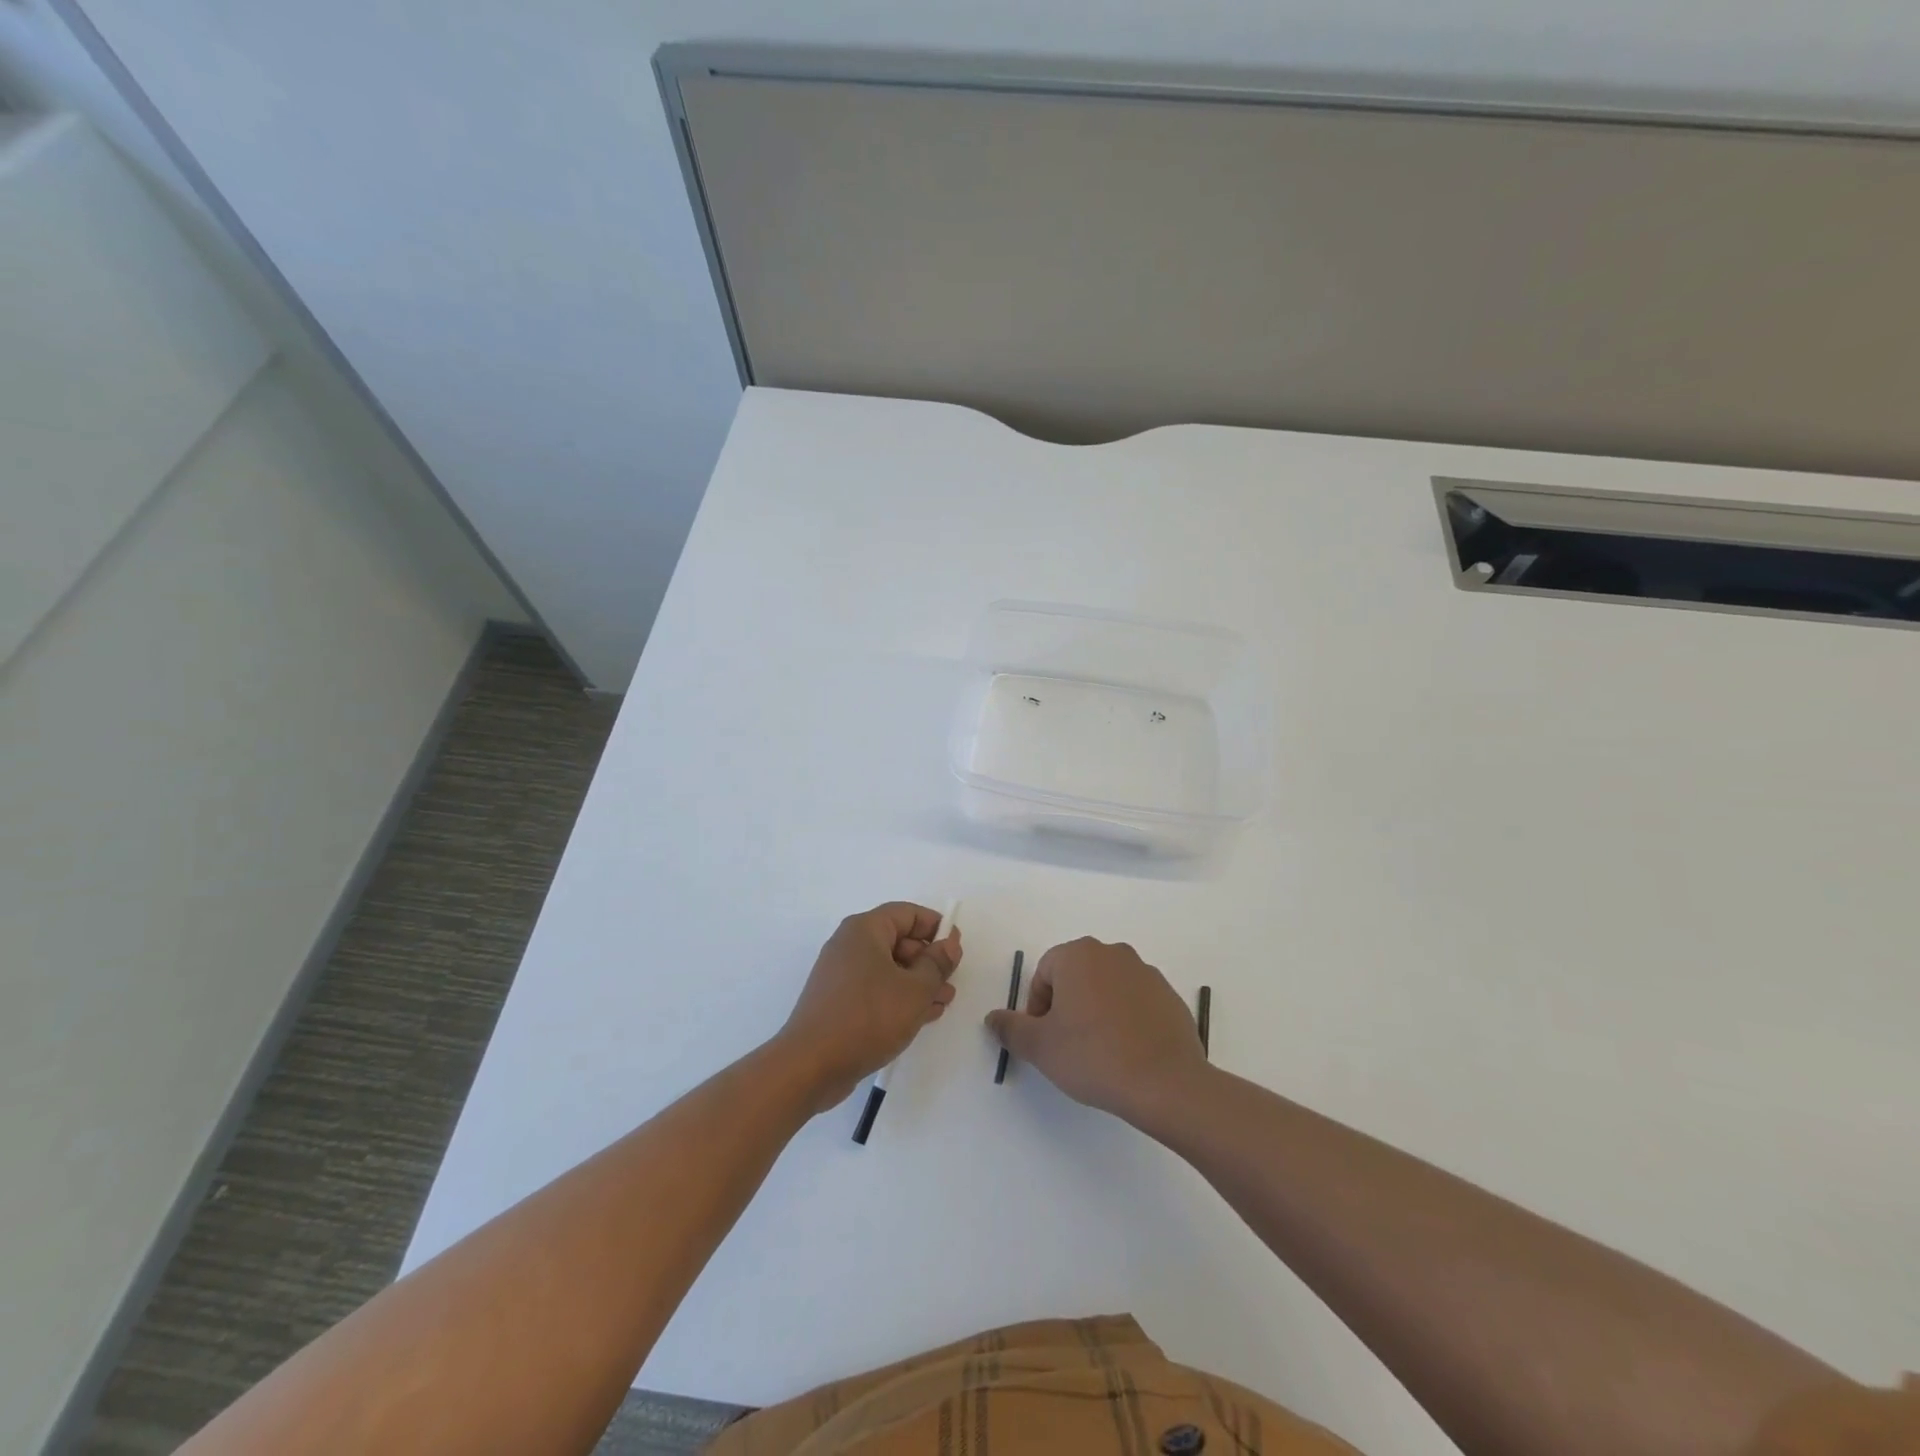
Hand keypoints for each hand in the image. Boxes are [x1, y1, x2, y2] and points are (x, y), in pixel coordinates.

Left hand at [776, 903, 961, 1113]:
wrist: (810, 1066)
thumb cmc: (867, 1017)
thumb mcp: (914, 990)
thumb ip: (937, 964)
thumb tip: (949, 944)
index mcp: (864, 930)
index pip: (907, 914)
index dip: (935, 927)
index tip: (956, 949)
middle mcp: (850, 945)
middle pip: (898, 941)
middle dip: (928, 960)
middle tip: (951, 982)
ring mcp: (841, 975)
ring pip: (889, 969)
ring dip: (918, 983)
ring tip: (943, 1003)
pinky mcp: (838, 1002)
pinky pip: (876, 990)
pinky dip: (898, 998)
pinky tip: (921, 1016)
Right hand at [985, 938, 1210, 1125]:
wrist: (1165, 1083)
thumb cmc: (1093, 1056)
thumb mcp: (1040, 1047)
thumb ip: (1010, 1028)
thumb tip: (993, 1018)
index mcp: (1078, 954)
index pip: (1044, 973)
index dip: (1038, 1007)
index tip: (1045, 1039)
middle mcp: (1113, 953)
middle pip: (1076, 976)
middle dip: (1067, 1006)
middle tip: (1067, 1045)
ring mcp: (1145, 972)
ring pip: (1106, 988)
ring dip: (1096, 1011)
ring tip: (1099, 1052)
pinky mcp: (1169, 996)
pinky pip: (1135, 1002)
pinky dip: (1126, 1020)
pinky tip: (1127, 1053)